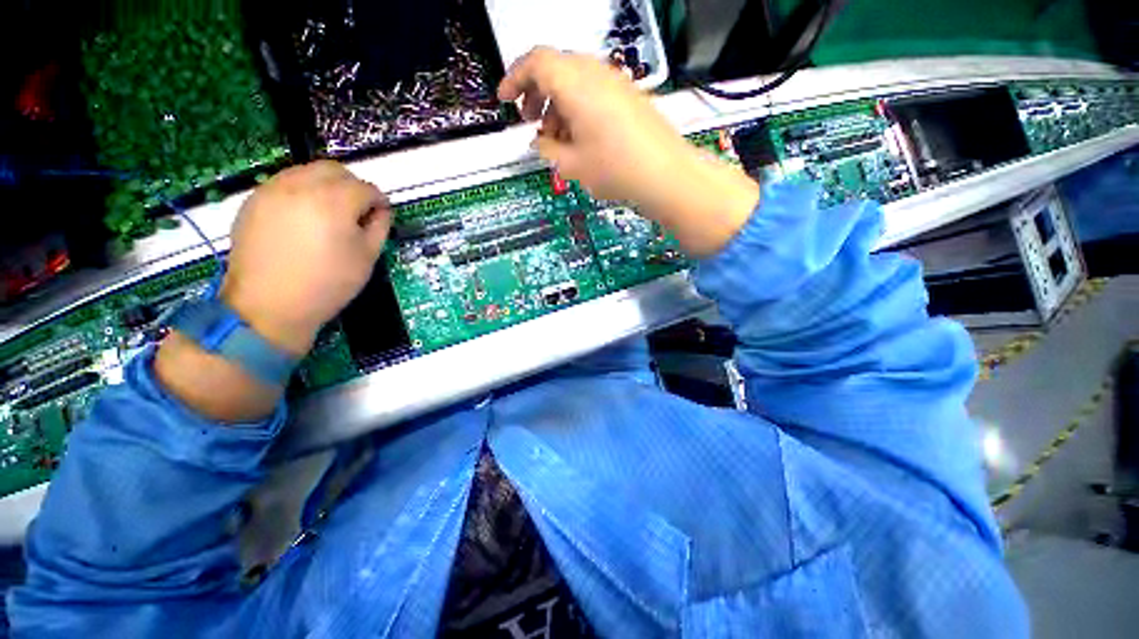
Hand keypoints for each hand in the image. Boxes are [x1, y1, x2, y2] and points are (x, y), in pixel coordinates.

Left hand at [221, 160, 390, 354]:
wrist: (269, 305)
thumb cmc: (328, 284)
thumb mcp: (367, 258)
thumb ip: (379, 227)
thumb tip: (380, 211)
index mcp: (333, 202)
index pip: (365, 187)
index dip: (379, 201)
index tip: (382, 215)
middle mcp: (300, 186)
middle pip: (334, 169)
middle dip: (353, 185)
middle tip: (358, 210)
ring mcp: (272, 190)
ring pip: (306, 171)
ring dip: (326, 185)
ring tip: (331, 213)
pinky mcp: (253, 200)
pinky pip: (285, 183)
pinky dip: (302, 191)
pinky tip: (305, 217)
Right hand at [499, 48, 759, 255]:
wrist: (665, 175)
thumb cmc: (617, 170)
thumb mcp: (572, 165)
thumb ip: (547, 150)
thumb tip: (539, 143)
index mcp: (575, 84)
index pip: (535, 62)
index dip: (514, 79)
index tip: (506, 100)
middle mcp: (595, 74)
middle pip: (555, 68)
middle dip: (536, 93)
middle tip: (530, 121)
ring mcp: (616, 83)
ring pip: (575, 81)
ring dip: (558, 103)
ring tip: (556, 138)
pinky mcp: (629, 96)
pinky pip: (594, 92)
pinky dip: (578, 108)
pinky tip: (580, 137)